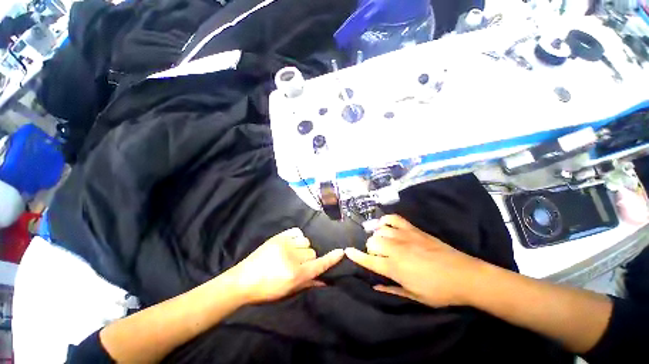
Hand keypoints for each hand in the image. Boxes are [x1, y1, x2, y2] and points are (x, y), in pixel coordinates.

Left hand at [224, 228, 343, 303]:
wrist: (243, 280)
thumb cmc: (267, 290)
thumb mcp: (288, 291)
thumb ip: (309, 284)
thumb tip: (326, 281)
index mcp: (295, 274)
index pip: (319, 265)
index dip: (331, 259)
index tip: (341, 252)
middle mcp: (292, 257)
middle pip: (312, 252)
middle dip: (309, 258)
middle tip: (299, 263)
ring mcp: (284, 244)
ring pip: (306, 241)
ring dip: (303, 247)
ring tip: (293, 253)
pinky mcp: (278, 237)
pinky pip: (296, 232)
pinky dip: (297, 237)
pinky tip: (291, 243)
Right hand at [345, 215, 485, 307]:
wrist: (464, 275)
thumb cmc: (439, 291)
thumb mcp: (414, 296)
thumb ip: (391, 290)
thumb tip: (374, 287)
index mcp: (394, 268)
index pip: (368, 260)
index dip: (355, 256)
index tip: (347, 251)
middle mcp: (395, 249)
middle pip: (372, 242)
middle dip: (370, 249)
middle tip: (379, 255)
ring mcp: (404, 236)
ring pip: (380, 230)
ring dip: (377, 236)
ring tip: (382, 241)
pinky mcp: (413, 229)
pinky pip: (393, 218)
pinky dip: (386, 220)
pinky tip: (385, 225)